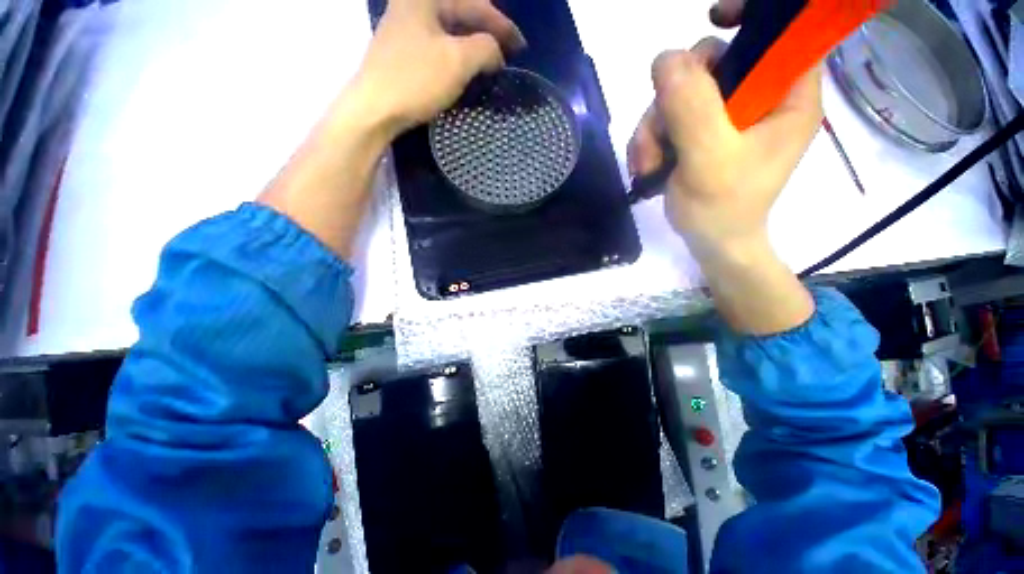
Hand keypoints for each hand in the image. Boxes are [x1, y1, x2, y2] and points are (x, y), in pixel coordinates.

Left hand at [352, 0, 525, 137]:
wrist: (375, 109)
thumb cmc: (416, 80)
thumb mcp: (458, 61)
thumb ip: (486, 48)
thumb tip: (496, 53)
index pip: (475, 4)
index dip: (502, 25)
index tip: (522, 47)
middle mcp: (413, 4)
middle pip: (460, 13)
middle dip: (487, 32)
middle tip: (507, 53)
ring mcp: (404, 27)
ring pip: (449, 31)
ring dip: (472, 46)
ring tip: (490, 62)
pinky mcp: (402, 51)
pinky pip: (438, 46)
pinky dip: (456, 56)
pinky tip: (465, 69)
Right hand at [627, 37, 821, 259]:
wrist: (710, 243)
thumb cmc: (722, 209)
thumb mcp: (709, 159)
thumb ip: (692, 108)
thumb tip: (665, 58)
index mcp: (787, 97)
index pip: (780, 34)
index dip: (751, 16)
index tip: (714, 16)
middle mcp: (758, 98)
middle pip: (714, 63)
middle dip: (674, 96)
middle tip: (656, 135)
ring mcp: (726, 117)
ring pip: (681, 94)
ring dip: (653, 127)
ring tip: (647, 164)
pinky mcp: (701, 133)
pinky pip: (668, 118)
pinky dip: (651, 140)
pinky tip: (647, 166)